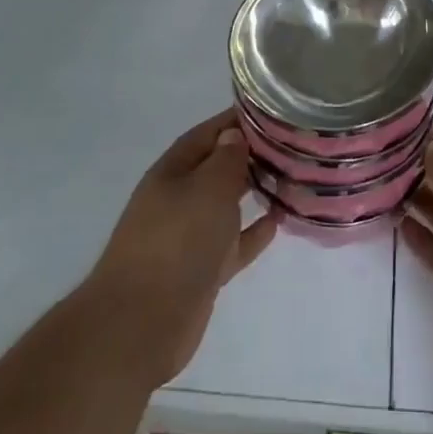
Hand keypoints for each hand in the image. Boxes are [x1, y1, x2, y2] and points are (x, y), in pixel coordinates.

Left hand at [87, 110, 277, 386]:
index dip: (234, 120)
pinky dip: (253, 232)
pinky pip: (233, 243)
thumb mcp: (207, 188)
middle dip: (249, 155)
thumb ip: (226, 159)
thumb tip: (233, 134)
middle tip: (289, 145)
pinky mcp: (201, 270)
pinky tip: (278, 221)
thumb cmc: (177, 241)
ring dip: (254, 192)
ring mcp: (189, 236)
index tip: (269, 112)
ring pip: (226, 205)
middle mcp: (178, 198)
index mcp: (172, 171)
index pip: (207, 133)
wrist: (142, 322)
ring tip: (290, 178)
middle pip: (217, 168)